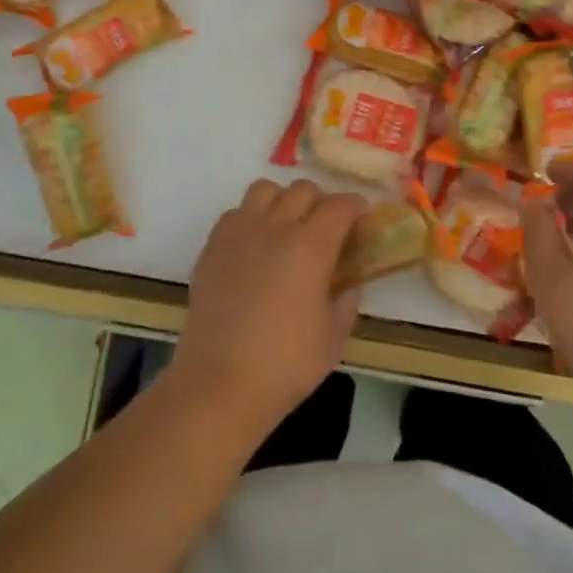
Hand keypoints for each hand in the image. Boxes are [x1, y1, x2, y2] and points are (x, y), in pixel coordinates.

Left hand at [172, 179, 365, 441]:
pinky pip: (235, 213)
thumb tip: (347, 284)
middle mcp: (275, 227)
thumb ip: (346, 302)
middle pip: (303, 189)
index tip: (360, 219)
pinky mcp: (212, 247)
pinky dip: (251, 218)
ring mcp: (239, 233)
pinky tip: (254, 246)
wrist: (220, 382)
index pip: (339, 205)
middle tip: (326, 228)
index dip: (354, 207)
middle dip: (321, 202)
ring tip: (286, 227)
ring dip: (282, 200)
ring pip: (265, 190)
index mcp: (311, 246)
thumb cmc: (286, 364)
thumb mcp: (334, 337)